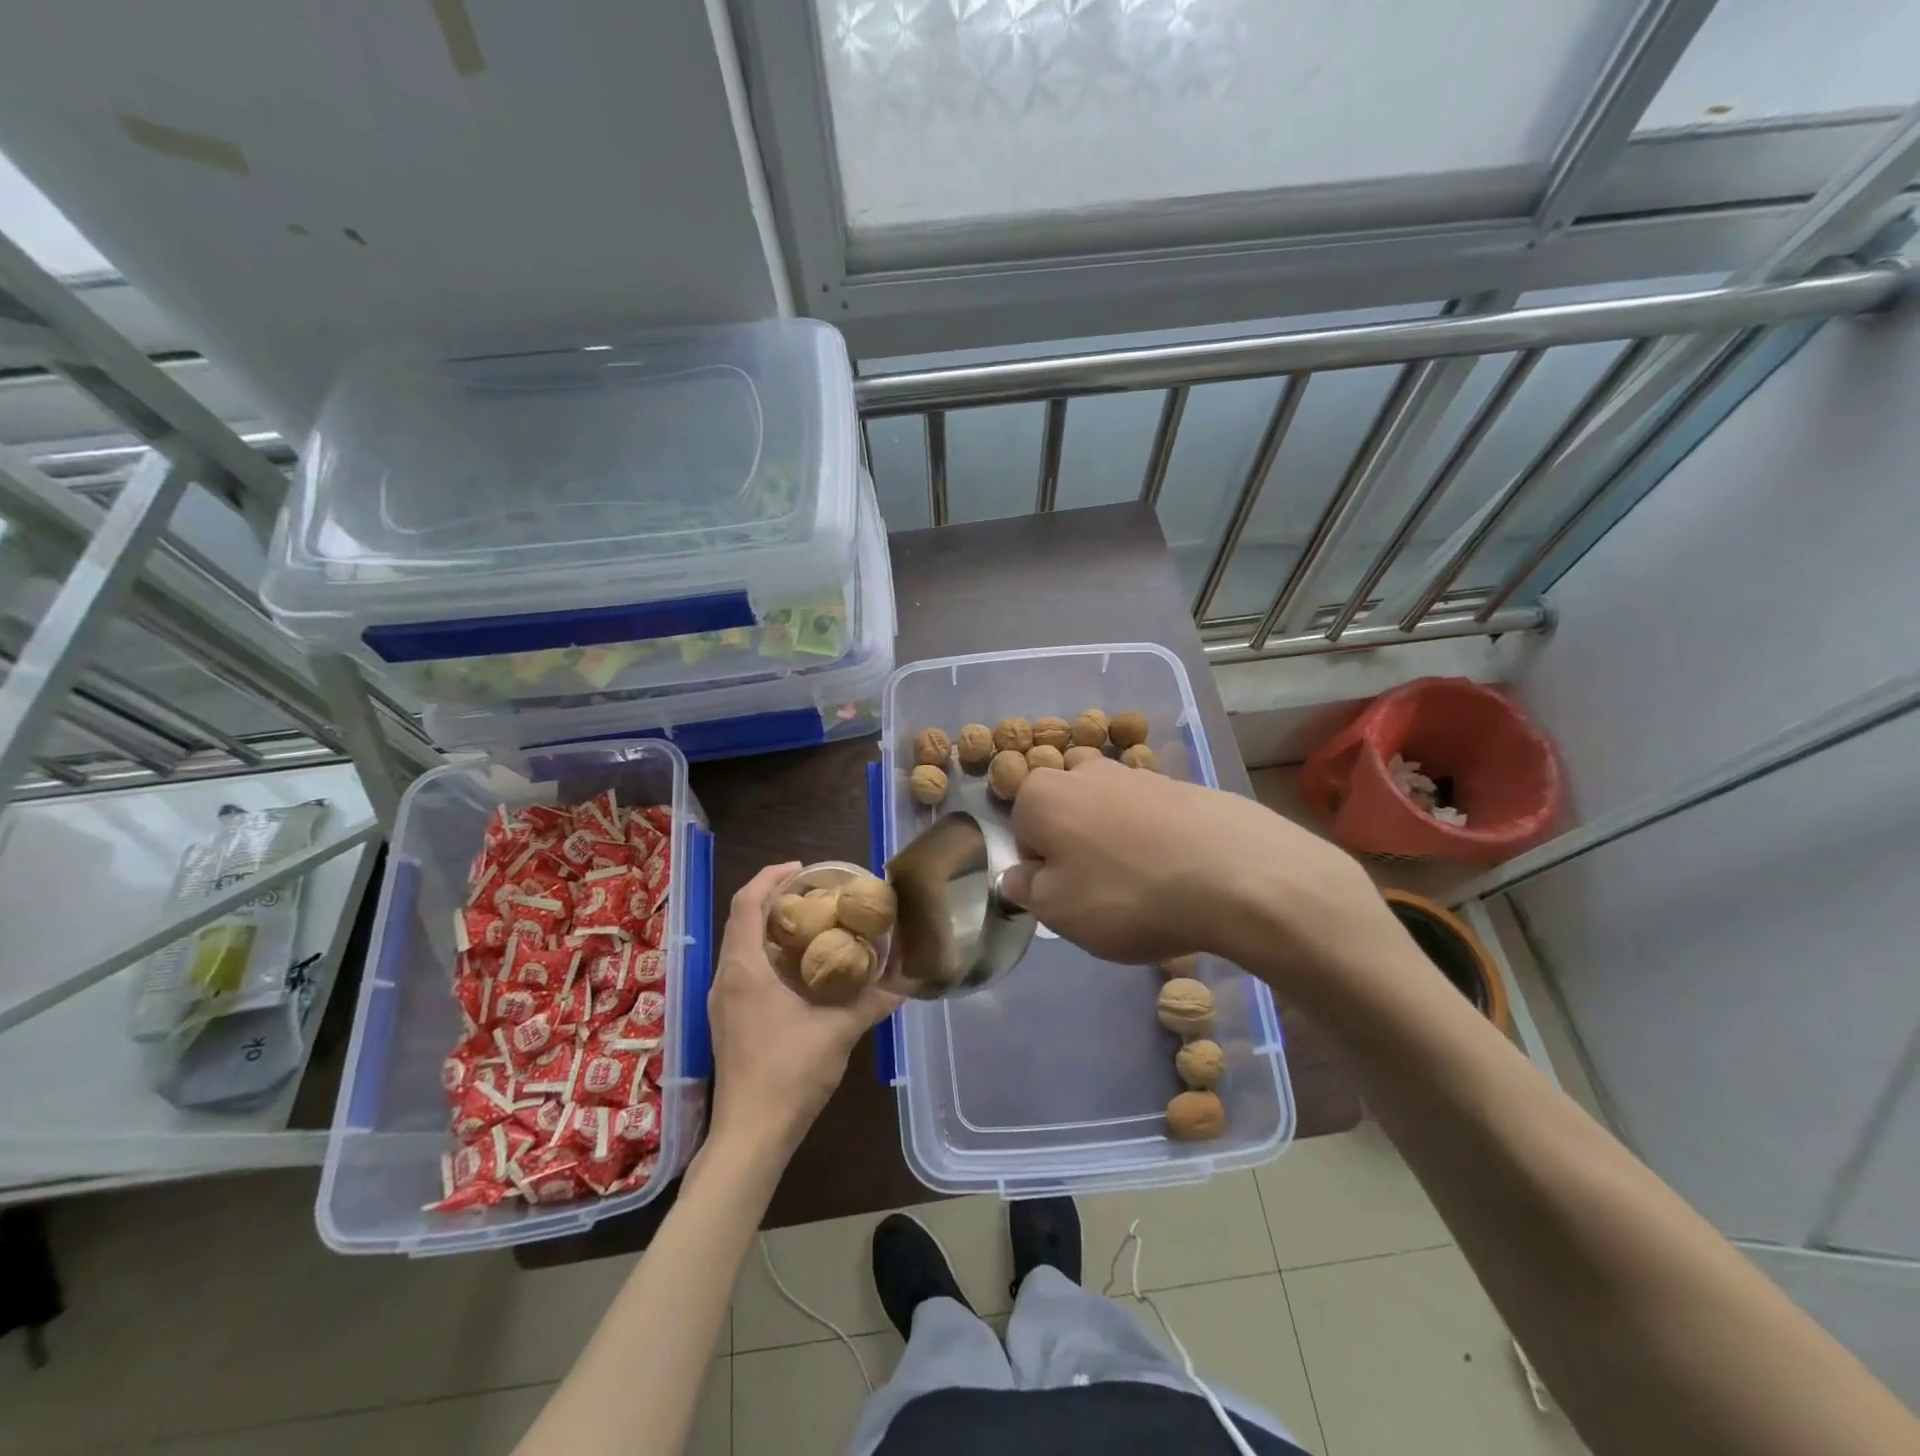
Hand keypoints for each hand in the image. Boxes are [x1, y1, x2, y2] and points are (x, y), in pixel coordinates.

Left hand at [705, 863, 899, 1158]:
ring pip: (740, 946)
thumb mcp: (838, 1032)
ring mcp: (721, 1002)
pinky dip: (767, 953)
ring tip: (810, 922)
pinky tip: (798, 968)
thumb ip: (873, 1001)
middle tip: (814, 892)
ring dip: (769, 927)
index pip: (746, 904)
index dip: (770, 877)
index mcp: (744, 970)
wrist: (749, 1136)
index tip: (802, 868)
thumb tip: (908, 979)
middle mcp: (725, 978)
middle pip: (741, 920)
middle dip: (773, 898)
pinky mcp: (727, 1021)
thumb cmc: (789, 1074)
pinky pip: (742, 969)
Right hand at [1001, 757, 1398, 987]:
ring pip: (1110, 812)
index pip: (1022, 832)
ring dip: (1117, 843)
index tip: (1067, 898)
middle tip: (1103, 893)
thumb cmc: (1126, 895)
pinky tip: (1179, 873)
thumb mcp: (1058, 911)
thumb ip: (1026, 889)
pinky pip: (1153, 817)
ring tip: (1147, 887)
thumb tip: (1018, 875)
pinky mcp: (1184, 785)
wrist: (1237, 874)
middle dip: (1076, 849)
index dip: (1040, 869)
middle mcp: (1086, 771)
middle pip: (1066, 814)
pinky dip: (1156, 840)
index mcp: (1043, 794)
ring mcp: (1139, 773)